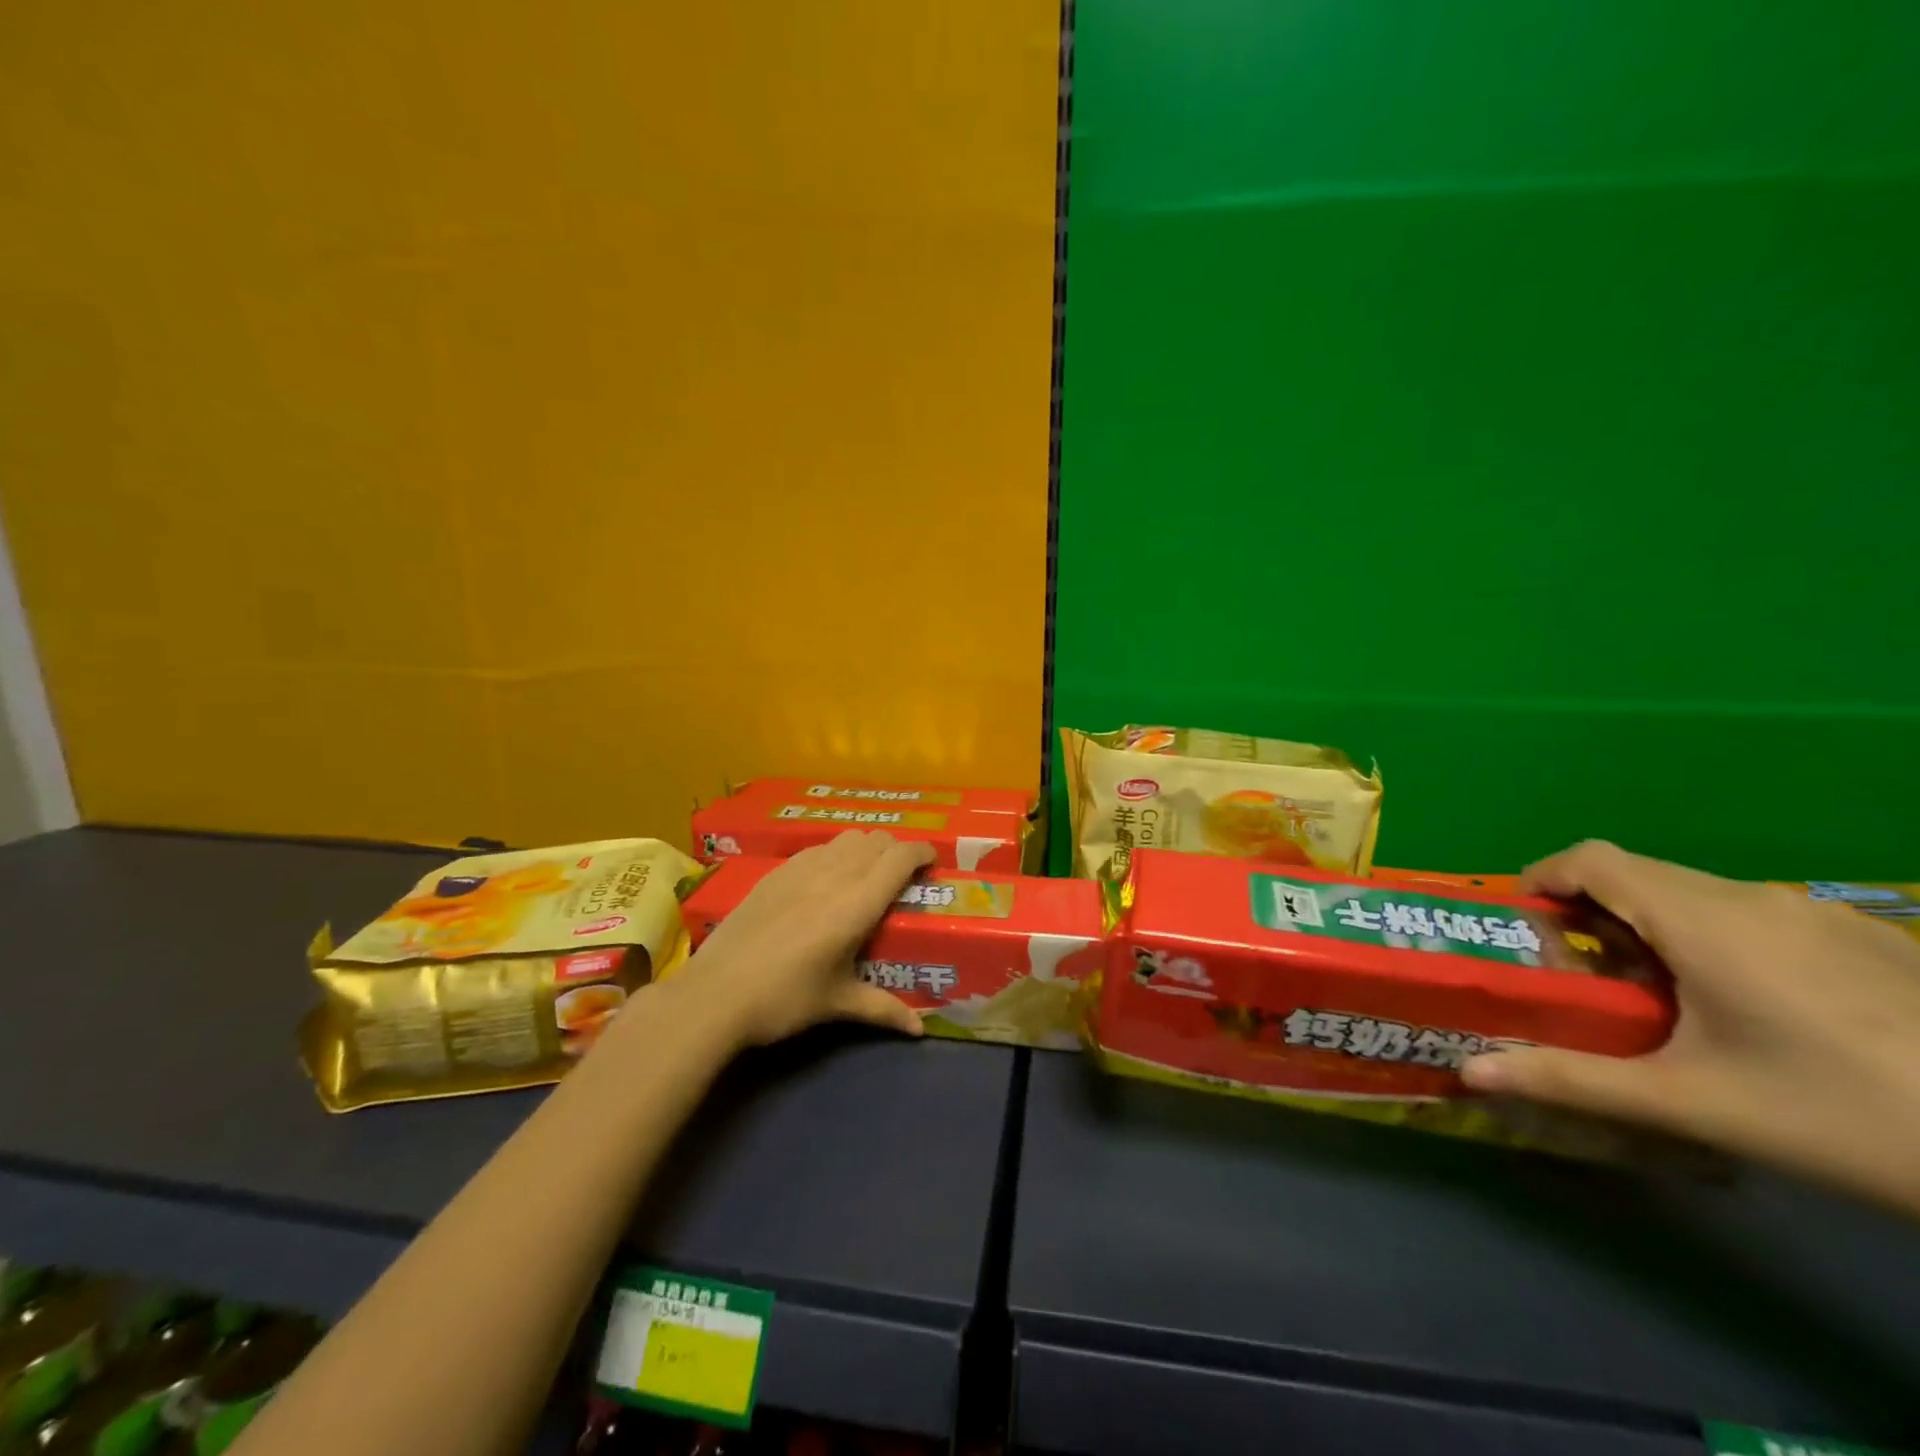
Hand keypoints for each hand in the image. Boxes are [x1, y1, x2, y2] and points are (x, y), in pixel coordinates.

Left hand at [673, 831, 935, 1048]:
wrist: (715, 994)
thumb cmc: (784, 999)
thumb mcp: (837, 1003)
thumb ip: (883, 1010)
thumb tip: (919, 1031)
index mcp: (857, 903)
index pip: (900, 857)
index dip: (922, 853)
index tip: (932, 863)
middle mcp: (834, 874)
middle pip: (877, 840)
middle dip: (897, 850)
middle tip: (901, 876)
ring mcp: (801, 868)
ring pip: (847, 838)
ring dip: (866, 848)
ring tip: (866, 874)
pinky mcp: (775, 872)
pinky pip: (818, 848)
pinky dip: (835, 853)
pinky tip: (825, 881)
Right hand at [1461, 841, 1919, 1213]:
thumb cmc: (1845, 1116)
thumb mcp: (1695, 1104)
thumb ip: (1572, 1080)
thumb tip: (1469, 1073)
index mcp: (1703, 920)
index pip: (1590, 859)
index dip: (1541, 879)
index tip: (1526, 929)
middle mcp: (1754, 899)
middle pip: (1639, 875)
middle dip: (1590, 913)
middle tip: (1585, 978)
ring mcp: (1820, 915)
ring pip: (1698, 895)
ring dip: (1653, 928)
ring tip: (1663, 1000)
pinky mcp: (1870, 938)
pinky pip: (1756, 916)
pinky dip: (1715, 939)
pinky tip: (1755, 1012)